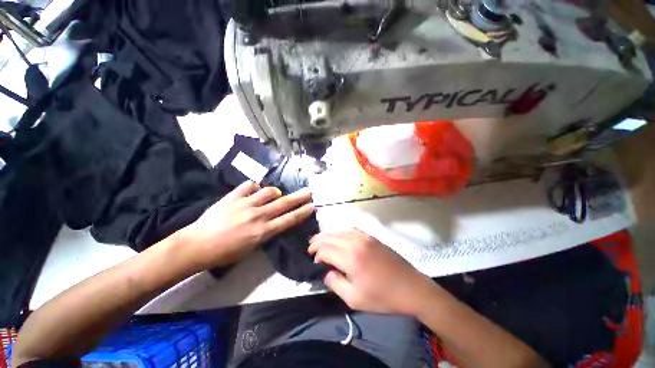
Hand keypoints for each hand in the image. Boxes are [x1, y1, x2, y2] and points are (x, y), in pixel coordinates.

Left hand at [179, 181, 314, 269]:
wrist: (197, 245)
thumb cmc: (225, 253)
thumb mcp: (251, 248)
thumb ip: (266, 233)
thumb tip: (275, 222)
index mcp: (263, 231)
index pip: (289, 219)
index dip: (302, 212)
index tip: (312, 206)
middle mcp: (258, 215)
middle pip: (284, 203)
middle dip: (299, 197)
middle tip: (308, 192)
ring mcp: (246, 204)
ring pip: (268, 192)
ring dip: (275, 192)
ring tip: (276, 194)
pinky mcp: (233, 197)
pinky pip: (249, 186)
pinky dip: (254, 187)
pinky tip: (254, 190)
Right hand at [308, 229, 432, 314]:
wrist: (410, 287)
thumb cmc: (382, 297)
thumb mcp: (354, 299)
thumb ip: (336, 284)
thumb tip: (326, 272)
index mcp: (350, 257)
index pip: (325, 249)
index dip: (317, 254)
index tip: (315, 262)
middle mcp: (355, 242)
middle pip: (331, 237)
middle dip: (318, 241)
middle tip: (310, 247)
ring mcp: (365, 237)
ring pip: (340, 231)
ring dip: (328, 235)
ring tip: (320, 240)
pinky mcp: (372, 237)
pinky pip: (352, 229)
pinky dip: (341, 232)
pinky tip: (340, 236)